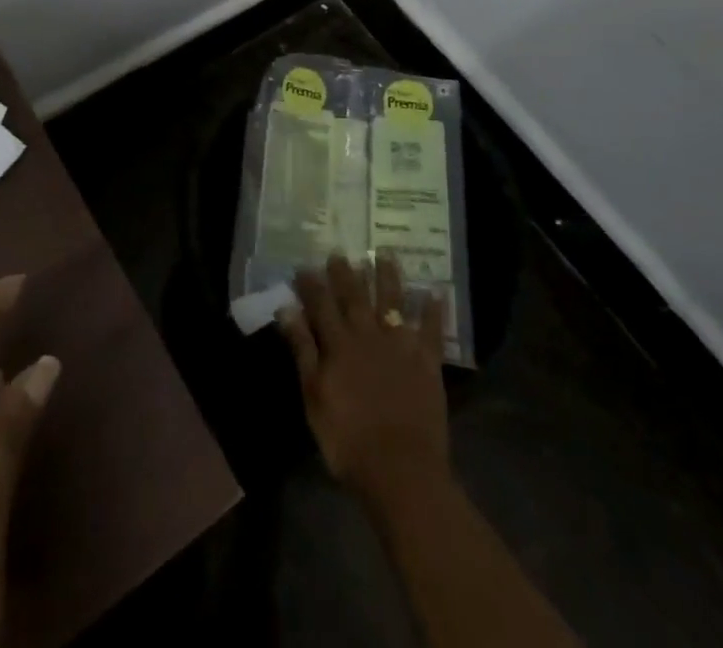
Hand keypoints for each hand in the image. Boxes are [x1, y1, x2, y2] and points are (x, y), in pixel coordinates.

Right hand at [279, 252, 449, 507]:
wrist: (401, 470)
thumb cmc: (348, 440)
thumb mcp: (314, 397)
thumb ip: (302, 350)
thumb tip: (287, 309)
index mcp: (338, 345)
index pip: (321, 305)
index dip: (311, 284)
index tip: (305, 265)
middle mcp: (368, 335)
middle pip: (355, 296)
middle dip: (346, 272)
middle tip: (340, 252)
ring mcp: (400, 345)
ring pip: (392, 301)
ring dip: (388, 276)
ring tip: (384, 253)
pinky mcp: (427, 361)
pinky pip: (431, 329)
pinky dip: (433, 309)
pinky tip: (435, 291)